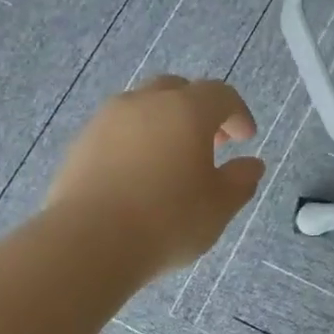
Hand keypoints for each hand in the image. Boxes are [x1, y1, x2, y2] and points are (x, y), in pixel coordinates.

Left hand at [47, 76, 264, 275]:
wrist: (89, 242)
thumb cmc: (167, 221)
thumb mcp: (219, 207)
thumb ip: (240, 181)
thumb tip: (252, 165)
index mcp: (186, 110)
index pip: (220, 95)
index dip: (237, 114)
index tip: (245, 138)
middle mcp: (144, 103)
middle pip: (177, 91)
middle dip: (199, 111)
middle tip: (211, 144)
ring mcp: (106, 120)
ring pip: (143, 108)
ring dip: (164, 125)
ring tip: (172, 161)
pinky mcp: (80, 144)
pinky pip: (117, 132)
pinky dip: (135, 143)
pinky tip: (139, 177)